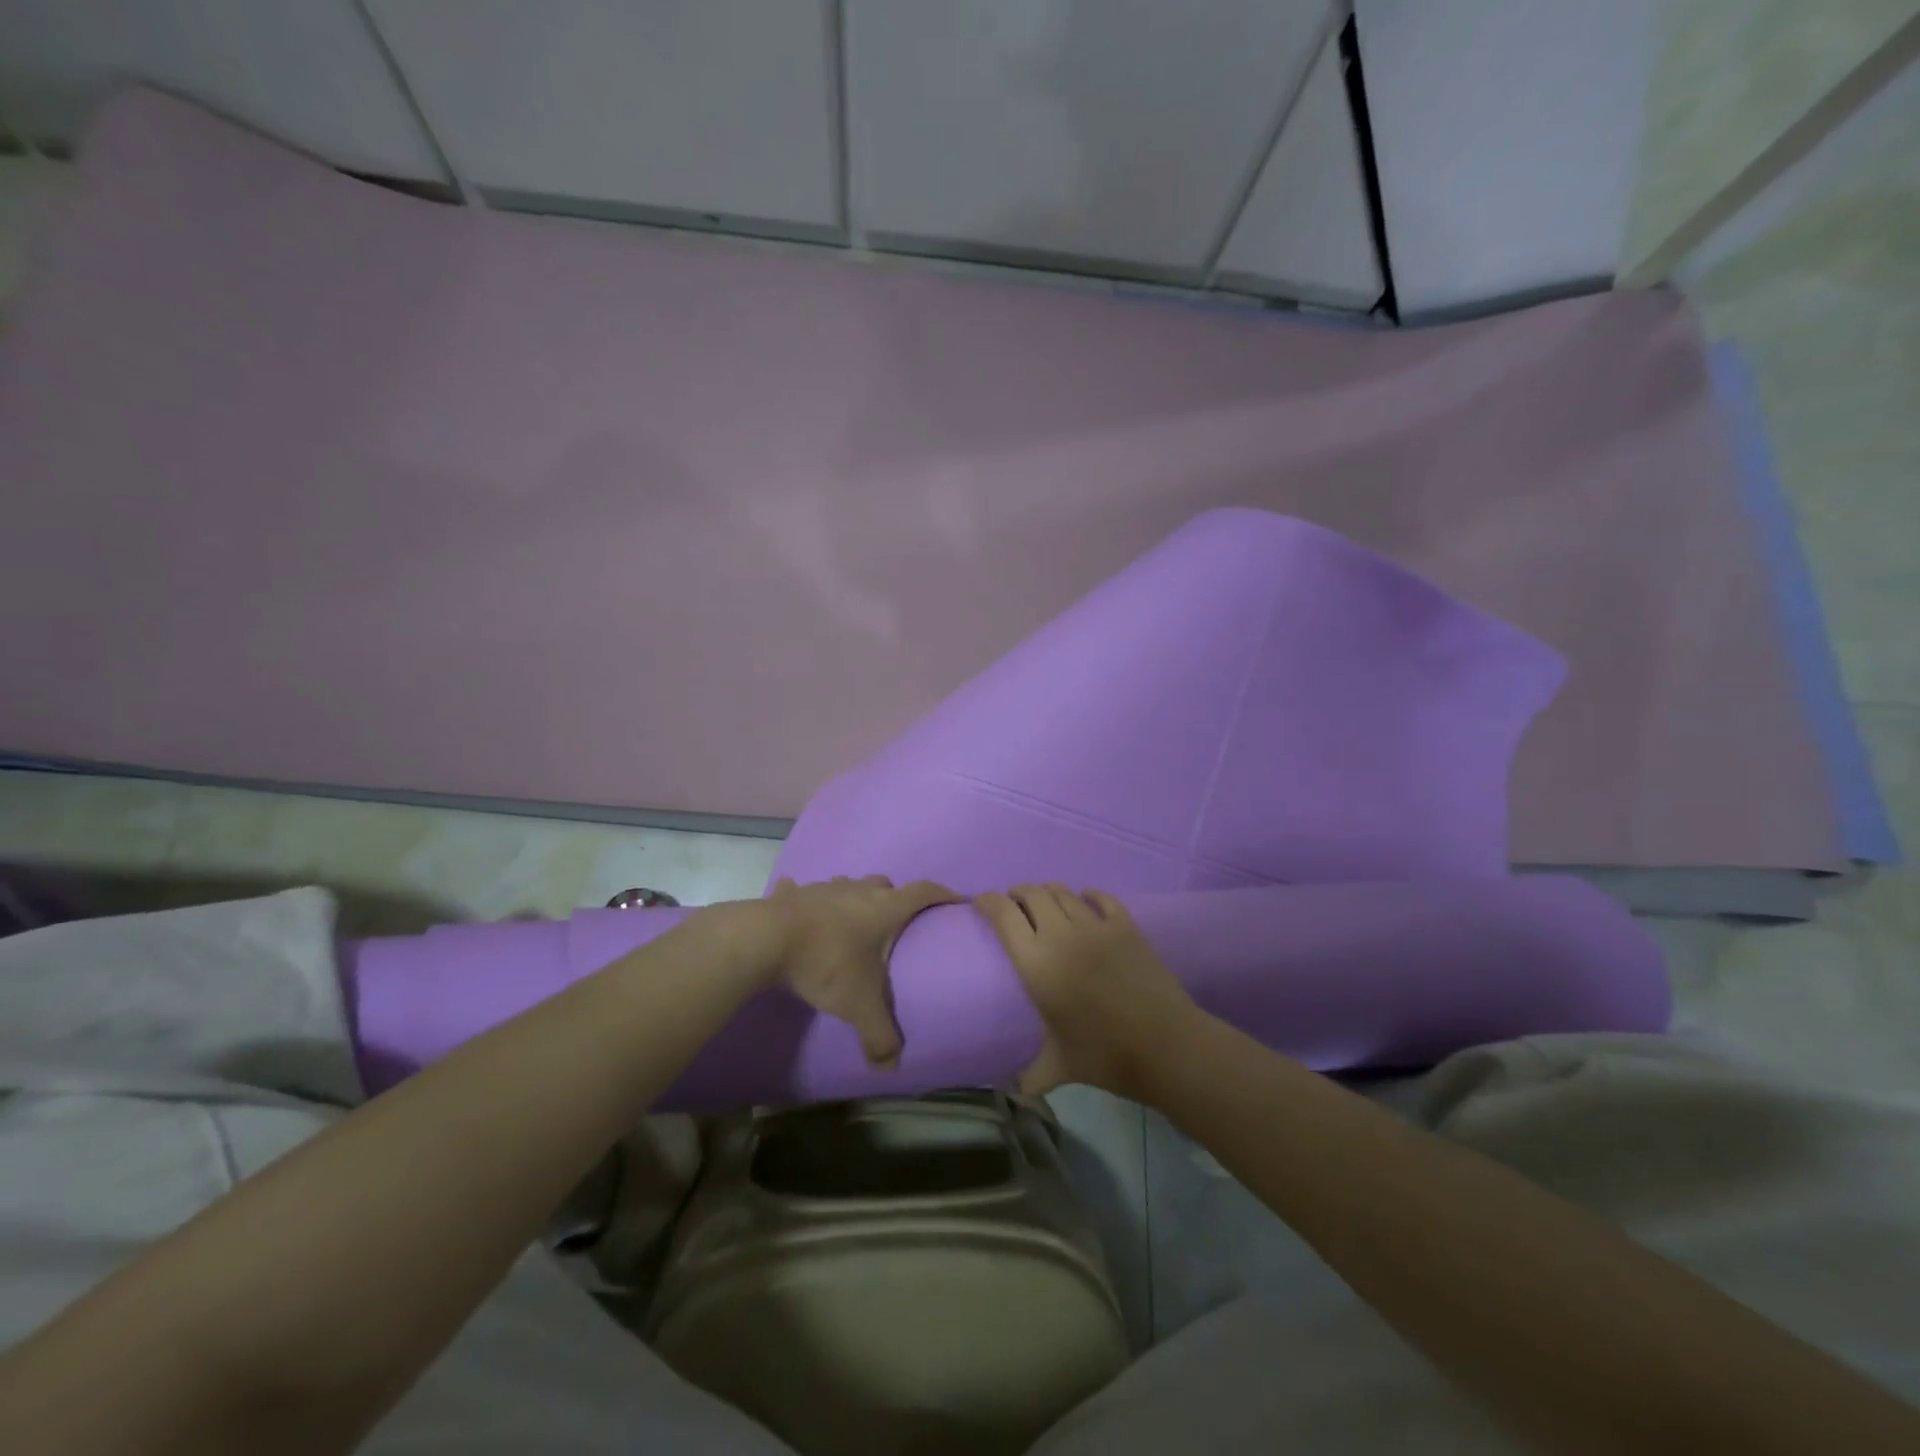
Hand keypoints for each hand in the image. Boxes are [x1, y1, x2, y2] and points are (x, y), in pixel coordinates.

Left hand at [746, 875, 958, 1066]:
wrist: (767, 939)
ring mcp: (824, 888)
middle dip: (894, 899)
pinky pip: (803, 891)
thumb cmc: (827, 963)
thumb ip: (880, 1036)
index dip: (943, 894)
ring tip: (850, 922)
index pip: (924, 891)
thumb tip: (891, 1066)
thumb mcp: (859, 1005)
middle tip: (894, 924)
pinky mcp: (793, 894)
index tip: (955, 900)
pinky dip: (807, 900)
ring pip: (848, 885)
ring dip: (853, 899)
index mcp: (884, 908)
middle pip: (885, 884)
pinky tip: (801, 913)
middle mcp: (858, 890)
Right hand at [974, 883, 1201, 1100]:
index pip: (1004, 915)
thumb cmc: (1105, 1055)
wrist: (1166, 1046)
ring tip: (1044, 902)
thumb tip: (1011, 1092)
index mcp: (1037, 963)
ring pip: (1063, 892)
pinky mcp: (1126, 926)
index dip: (988, 902)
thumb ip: (1030, 1075)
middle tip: (1013, 904)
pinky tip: (1086, 899)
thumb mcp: (1059, 1067)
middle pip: (1032, 894)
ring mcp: (1096, 926)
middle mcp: (1061, 934)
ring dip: (1048, 892)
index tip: (981, 903)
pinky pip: (1101, 898)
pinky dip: (1088, 894)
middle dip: (1017, 893)